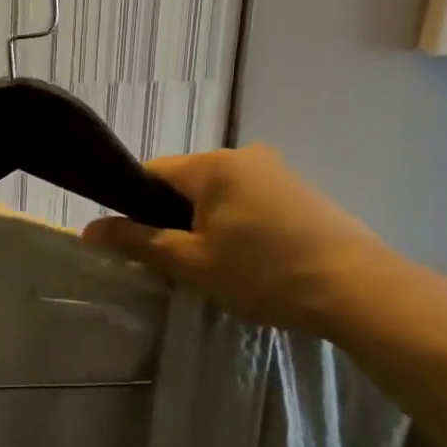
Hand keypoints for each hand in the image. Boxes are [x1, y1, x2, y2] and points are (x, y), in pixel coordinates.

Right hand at [82, 146, 402, 337]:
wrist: (359, 290)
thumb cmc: (264, 272)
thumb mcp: (191, 262)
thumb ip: (137, 241)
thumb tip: (87, 229)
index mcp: (213, 165)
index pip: (152, 172)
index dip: (135, 206)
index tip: (139, 243)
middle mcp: (245, 156)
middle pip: (187, 184)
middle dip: (174, 219)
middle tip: (179, 264)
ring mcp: (279, 172)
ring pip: (220, 196)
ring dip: (208, 225)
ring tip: (218, 268)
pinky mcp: (304, 193)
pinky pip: (252, 203)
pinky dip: (240, 226)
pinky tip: (253, 262)